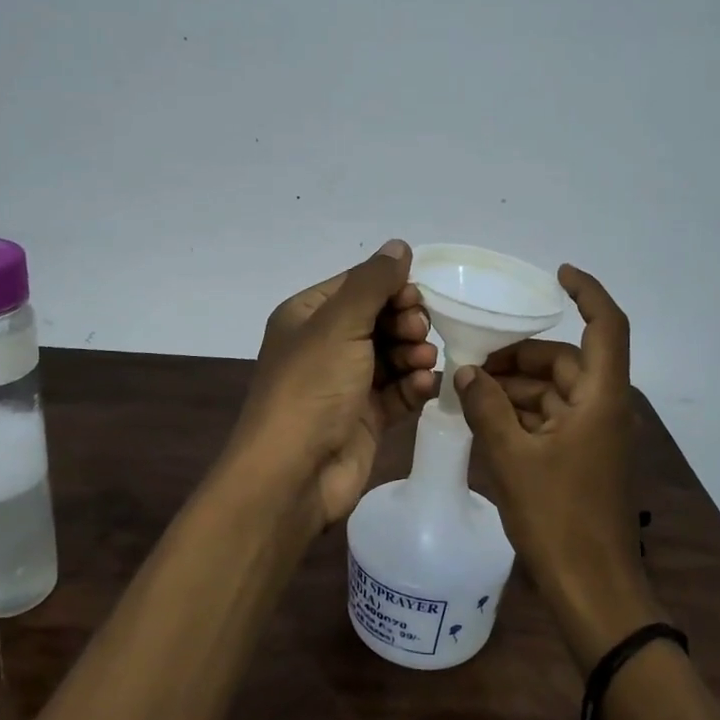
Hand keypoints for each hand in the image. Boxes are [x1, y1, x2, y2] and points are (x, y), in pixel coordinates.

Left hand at [231, 239, 438, 531]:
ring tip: (423, 361)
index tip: (416, 298)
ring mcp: (345, 383)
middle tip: (416, 332)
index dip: (391, 287)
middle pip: (379, 318)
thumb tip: (399, 245)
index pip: (358, 285)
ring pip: (392, 354)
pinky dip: (414, 385)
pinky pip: (398, 390)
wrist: (293, 474)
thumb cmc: (311, 388)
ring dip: (413, 353)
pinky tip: (426, 385)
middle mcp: (325, 345)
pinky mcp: (365, 417)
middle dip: (405, 321)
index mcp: (308, 316)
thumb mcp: (340, 324)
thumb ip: (373, 282)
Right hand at [453, 265, 658, 668]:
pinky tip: (486, 421)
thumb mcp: (512, 458)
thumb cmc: (558, 518)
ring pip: (555, 391)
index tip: (556, 275)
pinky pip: (552, 419)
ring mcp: (596, 436)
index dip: (587, 292)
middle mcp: (605, 408)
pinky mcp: (584, 459)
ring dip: (516, 388)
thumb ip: (487, 408)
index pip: (607, 326)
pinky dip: (522, 415)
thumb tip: (467, 373)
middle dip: (521, 356)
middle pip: (566, 361)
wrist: (594, 590)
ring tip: (470, 395)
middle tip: (474, 364)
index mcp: (601, 398)